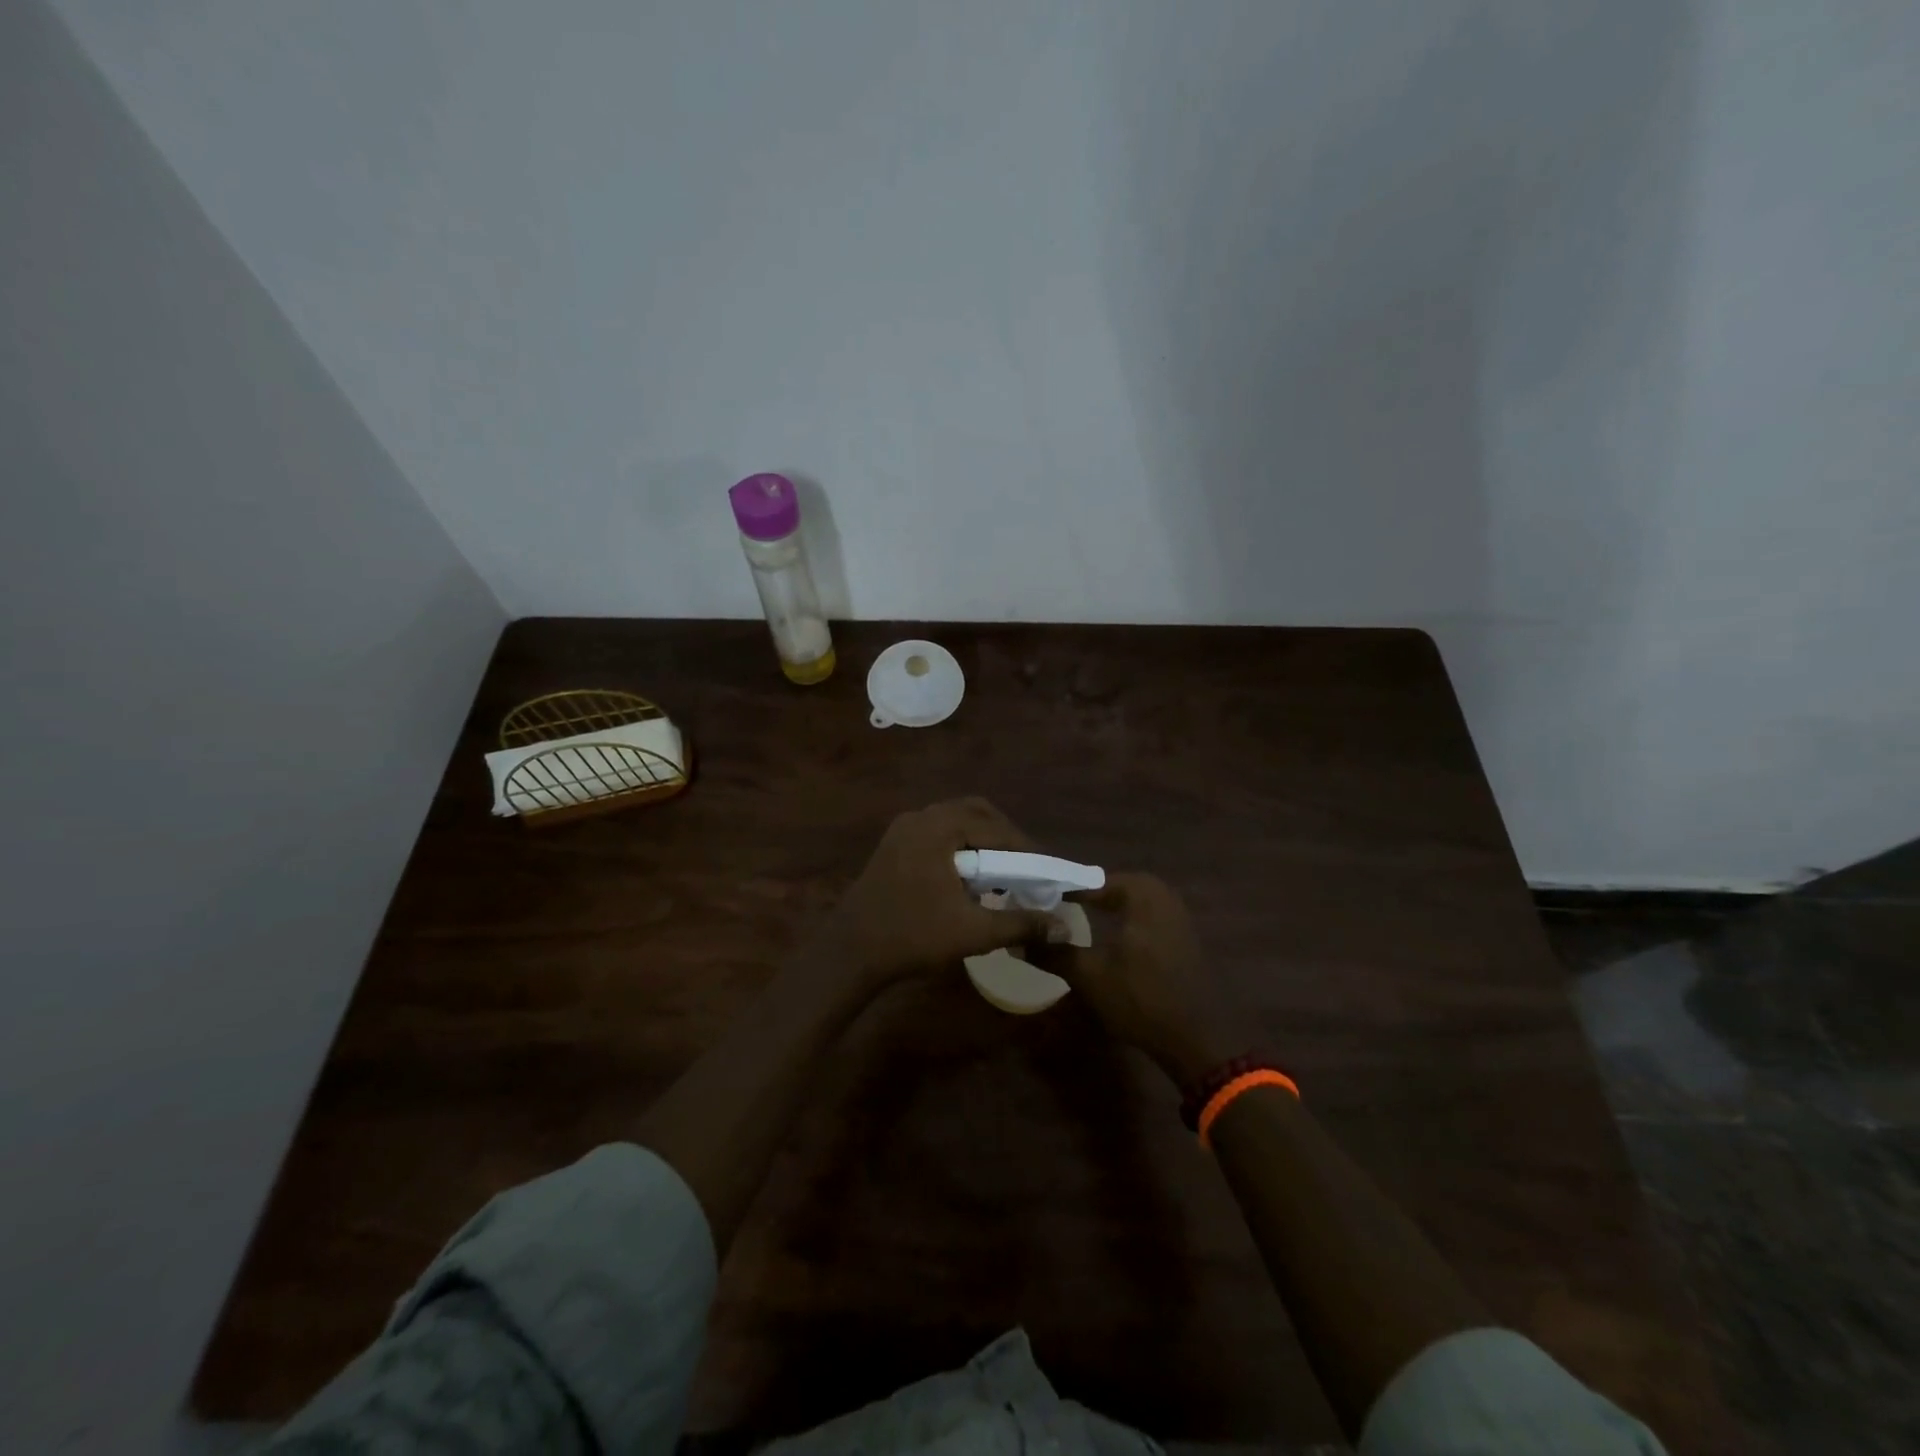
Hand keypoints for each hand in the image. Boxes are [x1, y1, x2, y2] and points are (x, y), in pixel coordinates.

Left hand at [820, 798, 1053, 985]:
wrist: (850, 951)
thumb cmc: (912, 936)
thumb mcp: (973, 932)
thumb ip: (1021, 924)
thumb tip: (1063, 925)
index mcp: (939, 828)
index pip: (996, 829)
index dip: (1026, 849)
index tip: (1047, 871)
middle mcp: (920, 818)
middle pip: (976, 813)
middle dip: (1004, 837)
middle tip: (1025, 867)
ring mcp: (903, 830)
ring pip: (955, 822)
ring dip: (981, 842)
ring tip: (1000, 874)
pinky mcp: (893, 846)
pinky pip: (937, 834)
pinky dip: (959, 848)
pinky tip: (968, 880)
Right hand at [1038, 873, 1255, 1087]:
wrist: (1200, 1039)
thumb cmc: (1142, 998)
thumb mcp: (1089, 976)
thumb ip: (1054, 952)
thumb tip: (1021, 939)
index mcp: (1141, 891)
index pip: (1089, 880)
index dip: (1060, 891)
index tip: (1034, 902)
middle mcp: (1161, 893)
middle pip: (1108, 888)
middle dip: (1081, 898)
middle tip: (1050, 911)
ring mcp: (1175, 915)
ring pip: (1126, 903)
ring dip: (1100, 911)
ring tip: (1070, 925)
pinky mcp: (1180, 936)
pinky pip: (1141, 918)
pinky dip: (1120, 923)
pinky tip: (1104, 942)